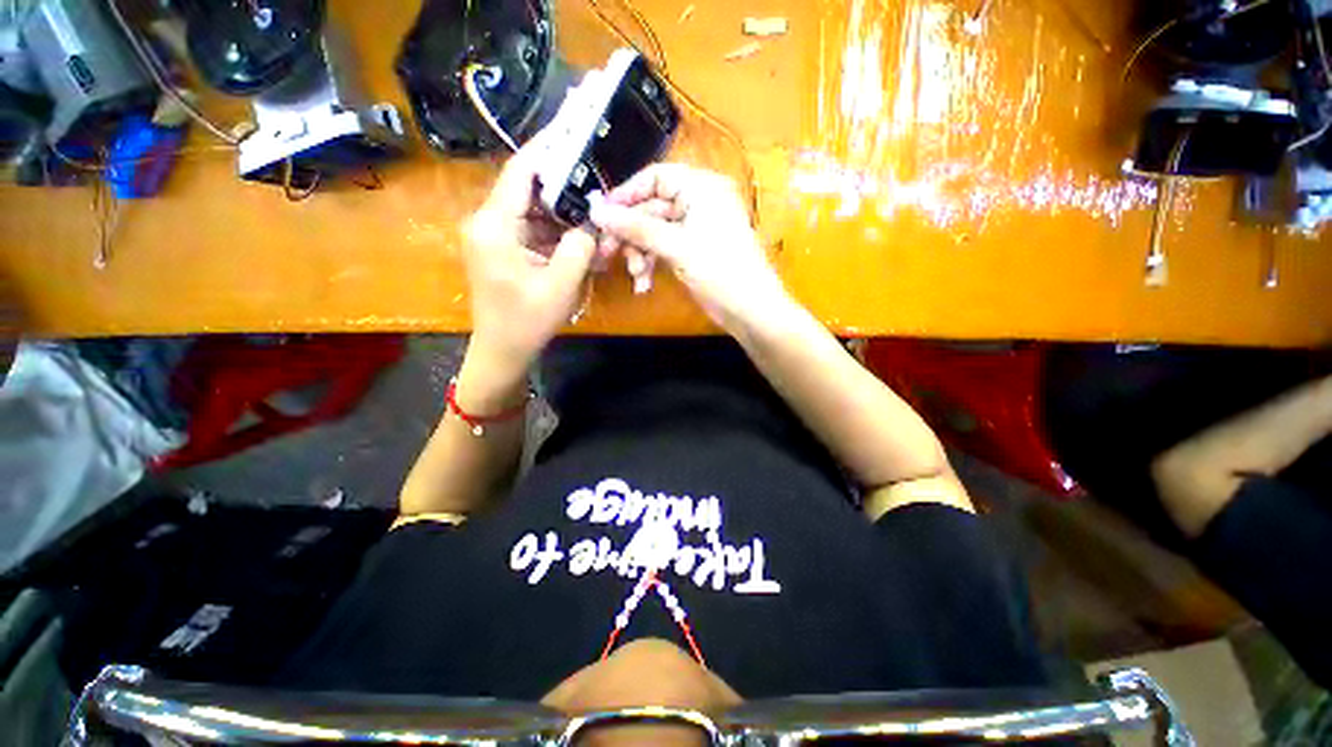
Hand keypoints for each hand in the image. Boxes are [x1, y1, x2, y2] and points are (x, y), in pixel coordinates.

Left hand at [462, 142, 596, 375]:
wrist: (503, 351)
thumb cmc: (527, 321)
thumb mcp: (561, 284)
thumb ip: (580, 246)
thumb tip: (592, 220)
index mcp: (494, 225)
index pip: (520, 172)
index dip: (547, 149)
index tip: (574, 131)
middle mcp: (487, 222)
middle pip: (528, 189)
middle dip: (564, 186)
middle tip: (596, 180)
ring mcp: (493, 236)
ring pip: (533, 211)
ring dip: (563, 214)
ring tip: (593, 212)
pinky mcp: (502, 249)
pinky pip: (532, 230)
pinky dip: (555, 232)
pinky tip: (579, 238)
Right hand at [589, 164, 790, 333]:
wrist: (750, 310)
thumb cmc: (719, 270)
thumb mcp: (676, 246)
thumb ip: (635, 228)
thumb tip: (597, 212)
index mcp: (701, 187)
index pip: (655, 177)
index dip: (627, 194)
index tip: (601, 215)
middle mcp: (698, 202)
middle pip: (651, 208)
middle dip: (630, 234)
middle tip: (606, 253)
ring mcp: (695, 228)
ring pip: (654, 232)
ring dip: (640, 254)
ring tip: (636, 275)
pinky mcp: (693, 251)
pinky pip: (663, 249)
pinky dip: (652, 264)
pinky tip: (644, 284)